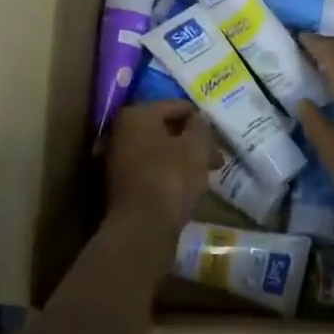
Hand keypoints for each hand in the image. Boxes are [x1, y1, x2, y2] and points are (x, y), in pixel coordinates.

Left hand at [105, 100, 212, 231]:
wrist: (142, 228)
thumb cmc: (171, 177)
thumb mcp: (196, 147)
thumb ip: (199, 126)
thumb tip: (196, 120)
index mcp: (137, 113)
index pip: (176, 106)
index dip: (200, 119)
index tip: (217, 135)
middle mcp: (121, 130)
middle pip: (165, 128)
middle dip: (191, 141)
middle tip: (215, 157)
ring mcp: (117, 157)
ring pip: (159, 150)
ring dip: (182, 157)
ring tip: (206, 173)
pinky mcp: (120, 183)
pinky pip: (151, 168)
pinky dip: (168, 171)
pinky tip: (186, 185)